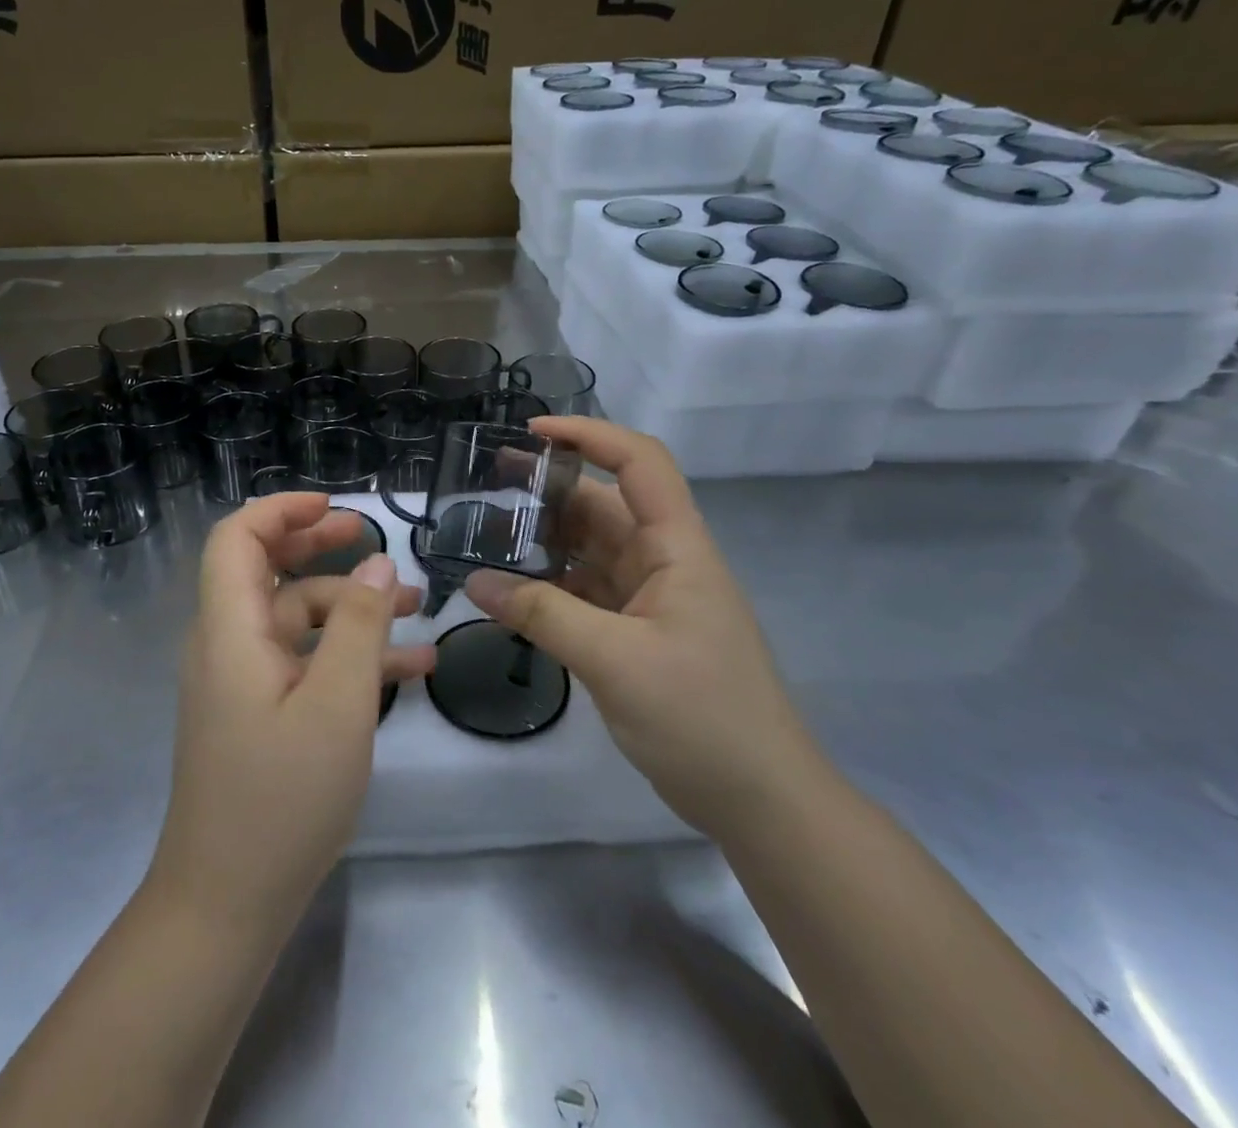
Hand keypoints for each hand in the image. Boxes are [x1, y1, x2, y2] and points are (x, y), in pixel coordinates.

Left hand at [148, 493, 434, 929]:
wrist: (228, 904)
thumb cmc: (282, 798)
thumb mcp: (338, 705)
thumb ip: (361, 626)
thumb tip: (377, 562)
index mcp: (231, 630)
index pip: (237, 539)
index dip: (282, 511)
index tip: (337, 507)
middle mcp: (229, 645)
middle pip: (269, 571)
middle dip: (321, 546)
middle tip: (376, 537)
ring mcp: (244, 682)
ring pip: (298, 620)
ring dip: (353, 609)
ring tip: (418, 607)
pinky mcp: (260, 714)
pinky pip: (305, 664)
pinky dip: (349, 656)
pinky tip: (412, 669)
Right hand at [464, 417, 824, 841]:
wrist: (761, 803)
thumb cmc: (702, 718)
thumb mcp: (615, 661)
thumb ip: (543, 614)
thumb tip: (475, 581)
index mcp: (677, 548)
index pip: (639, 464)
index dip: (590, 435)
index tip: (532, 433)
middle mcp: (664, 561)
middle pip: (604, 504)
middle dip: (550, 488)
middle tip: (486, 485)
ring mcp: (651, 598)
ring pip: (591, 549)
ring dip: (545, 540)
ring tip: (485, 535)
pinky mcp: (637, 632)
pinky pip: (586, 591)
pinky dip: (550, 585)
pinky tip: (511, 590)